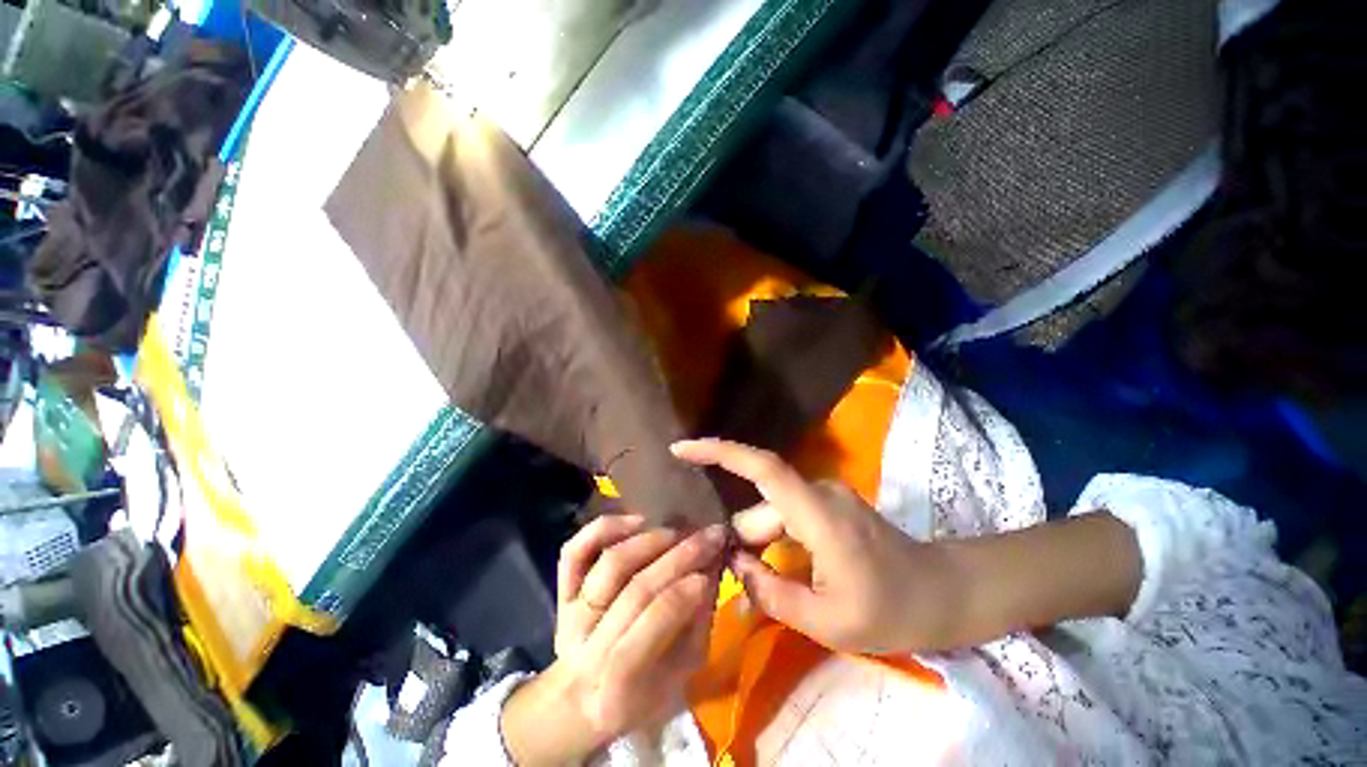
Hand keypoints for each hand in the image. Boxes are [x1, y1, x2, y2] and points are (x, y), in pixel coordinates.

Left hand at [501, 515, 727, 765]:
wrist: (581, 698)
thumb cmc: (638, 695)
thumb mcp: (676, 679)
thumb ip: (694, 627)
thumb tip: (710, 571)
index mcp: (615, 687)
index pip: (648, 627)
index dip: (681, 595)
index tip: (710, 570)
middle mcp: (584, 646)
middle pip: (633, 589)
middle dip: (678, 557)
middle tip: (709, 536)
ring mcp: (568, 614)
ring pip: (609, 564)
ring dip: (649, 541)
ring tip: (678, 532)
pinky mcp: (561, 590)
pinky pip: (575, 550)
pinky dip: (606, 528)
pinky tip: (637, 521)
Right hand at [672, 438, 961, 654]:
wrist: (945, 592)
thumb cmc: (894, 610)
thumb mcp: (828, 620)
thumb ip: (772, 592)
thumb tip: (734, 564)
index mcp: (817, 512)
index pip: (760, 466)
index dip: (718, 452)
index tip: (681, 449)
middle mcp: (817, 491)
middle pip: (761, 507)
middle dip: (741, 538)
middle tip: (728, 578)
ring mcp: (824, 496)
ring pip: (772, 514)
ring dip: (759, 544)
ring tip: (758, 585)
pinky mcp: (828, 504)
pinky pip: (787, 516)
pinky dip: (773, 540)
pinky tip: (776, 570)